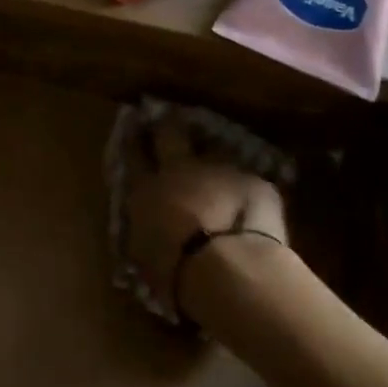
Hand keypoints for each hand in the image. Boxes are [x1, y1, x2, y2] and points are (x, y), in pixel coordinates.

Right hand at [124, 120, 287, 324]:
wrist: (227, 268)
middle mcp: (181, 170)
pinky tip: (253, 204)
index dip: (133, 139)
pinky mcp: (255, 181)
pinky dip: (247, 189)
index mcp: (147, 189)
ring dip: (214, 156)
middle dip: (168, 124)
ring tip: (219, 162)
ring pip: (215, 150)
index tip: (132, 126)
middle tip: (169, 117)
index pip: (134, 155)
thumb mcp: (145, 255)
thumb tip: (150, 230)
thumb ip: (147, 232)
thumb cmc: (172, 270)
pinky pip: (248, 179)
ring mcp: (220, 170)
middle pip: (171, 133)